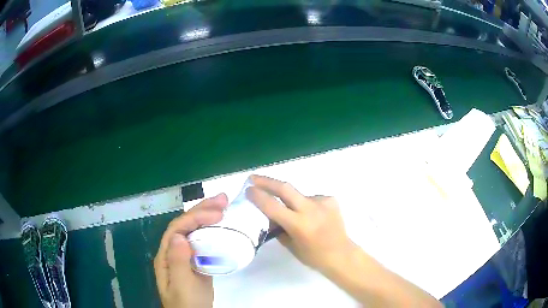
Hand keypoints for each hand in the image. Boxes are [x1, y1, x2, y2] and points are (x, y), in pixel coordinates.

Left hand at [154, 194, 228, 307]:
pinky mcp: (196, 262)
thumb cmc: (187, 303)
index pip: (177, 229)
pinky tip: (221, 226)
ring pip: (193, 231)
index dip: (195, 217)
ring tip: (223, 206)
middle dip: (201, 210)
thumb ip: (178, 262)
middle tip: (223, 199)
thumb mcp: (182, 285)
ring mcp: (185, 256)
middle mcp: (173, 252)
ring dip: (206, 216)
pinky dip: (211, 230)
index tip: (217, 213)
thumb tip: (179, 236)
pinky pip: (202, 241)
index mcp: (166, 256)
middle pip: (184, 225)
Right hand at [246, 175, 355, 272]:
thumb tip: (269, 215)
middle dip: (266, 181)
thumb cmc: (314, 256)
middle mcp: (310, 209)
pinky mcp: (331, 199)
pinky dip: (306, 205)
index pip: (272, 206)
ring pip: (299, 195)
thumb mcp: (290, 245)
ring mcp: (322, 202)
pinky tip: (312, 216)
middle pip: (285, 187)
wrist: (341, 254)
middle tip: (254, 178)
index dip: (258, 196)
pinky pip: (311, 199)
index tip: (248, 190)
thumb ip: (278, 228)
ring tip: (296, 215)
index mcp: (299, 225)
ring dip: (292, 201)